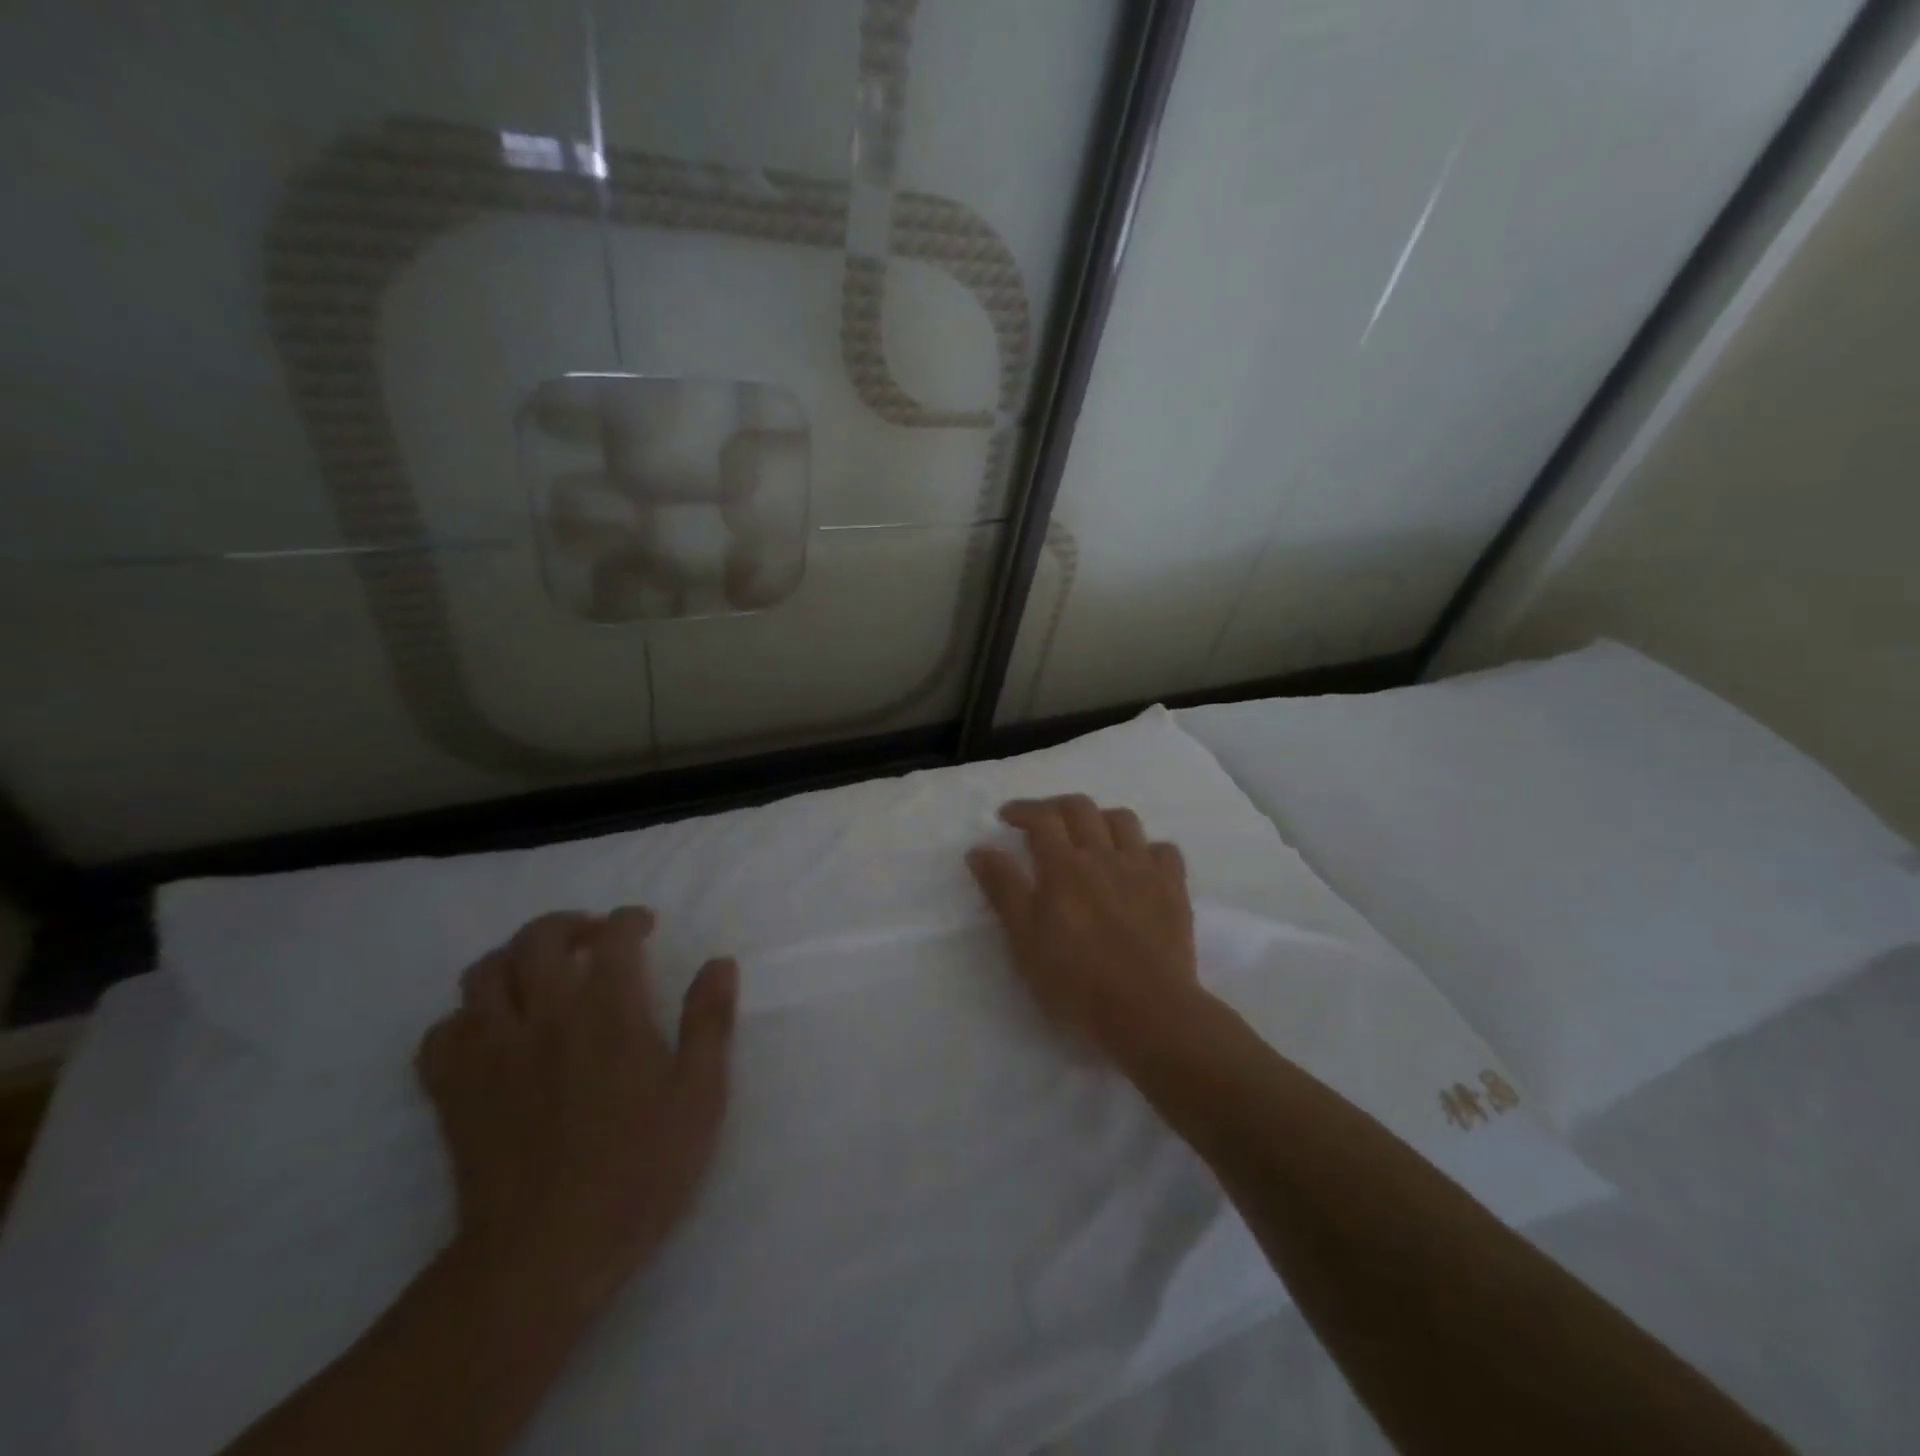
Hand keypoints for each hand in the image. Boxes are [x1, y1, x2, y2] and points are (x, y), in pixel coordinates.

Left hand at [415, 908, 737, 1305]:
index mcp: (607, 1012)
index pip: (613, 936)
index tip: (644, 925)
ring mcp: (490, 1052)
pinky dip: (464, 1018)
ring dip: (513, 958)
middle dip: (568, 924)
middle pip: (538, 938)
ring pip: (483, 974)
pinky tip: (490, 1031)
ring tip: (539, 973)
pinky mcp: (452, 1092)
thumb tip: (720, 963)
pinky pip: (441, 1033)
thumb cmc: (637, 1171)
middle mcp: (544, 1016)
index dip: (629, 920)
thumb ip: (709, 1022)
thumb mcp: (699, 1096)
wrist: (543, 1256)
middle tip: (592, 937)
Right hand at [967, 795, 1204, 1063]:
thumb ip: (1003, 889)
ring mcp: (1143, 869)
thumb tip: (980, 849)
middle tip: (1042, 823)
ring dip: (1101, 819)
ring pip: (1124, 820)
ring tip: (1090, 837)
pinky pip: (1164, 850)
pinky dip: (1147, 848)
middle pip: (1081, 807)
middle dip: (1056, 806)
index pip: (1042, 818)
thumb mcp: (1024, 939)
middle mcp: (1104, 855)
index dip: (1022, 810)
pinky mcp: (1174, 888)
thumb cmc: (1075, 980)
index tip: (1006, 816)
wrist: (1146, 1009)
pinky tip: (1137, 864)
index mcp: (1064, 866)